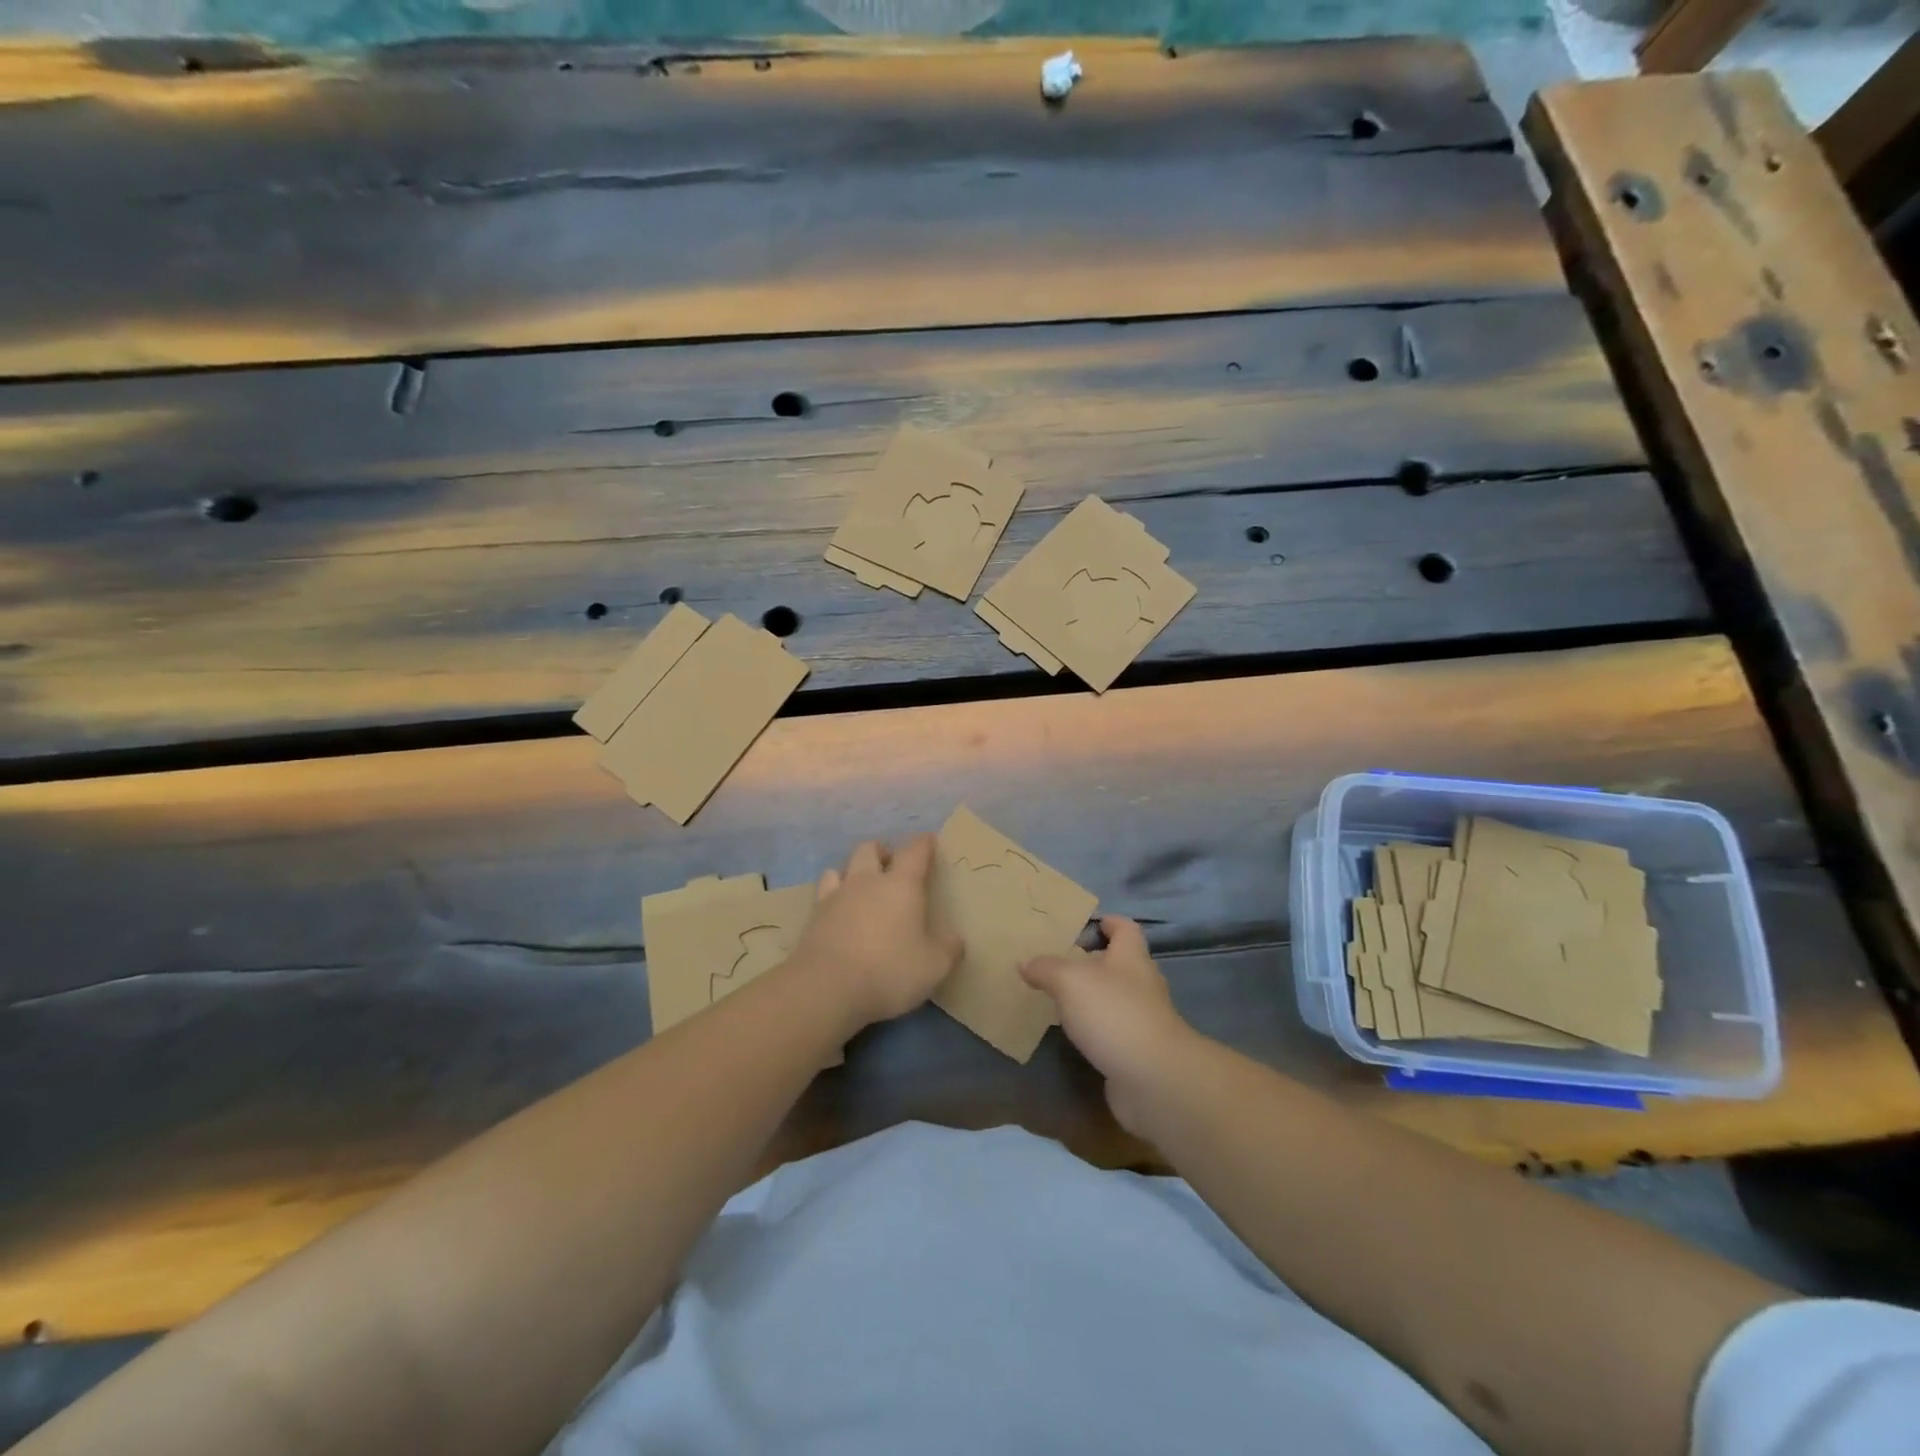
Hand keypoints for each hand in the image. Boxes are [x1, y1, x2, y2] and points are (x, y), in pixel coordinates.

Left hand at [787, 836, 961, 1035]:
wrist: (826, 987)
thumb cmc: (888, 970)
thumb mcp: (933, 967)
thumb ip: (948, 949)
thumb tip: (956, 939)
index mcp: (901, 885)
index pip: (915, 851)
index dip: (924, 844)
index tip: (930, 841)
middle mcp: (867, 881)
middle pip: (870, 849)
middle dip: (883, 851)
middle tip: (892, 865)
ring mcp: (836, 896)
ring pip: (842, 866)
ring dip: (853, 870)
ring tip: (861, 886)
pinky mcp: (814, 916)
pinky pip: (823, 891)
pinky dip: (833, 894)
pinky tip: (838, 909)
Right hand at [1021, 916, 1199, 1134]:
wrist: (1153, 1078)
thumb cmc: (1113, 1013)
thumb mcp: (1069, 981)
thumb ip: (1046, 969)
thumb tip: (1025, 962)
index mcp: (1131, 957)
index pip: (1125, 928)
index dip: (1109, 922)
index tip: (1087, 924)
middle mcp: (1143, 984)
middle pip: (1121, 963)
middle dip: (1095, 961)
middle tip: (1061, 963)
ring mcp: (1144, 1019)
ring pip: (1117, 998)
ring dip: (1094, 997)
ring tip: (1061, 998)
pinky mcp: (1140, 1051)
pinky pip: (1115, 1030)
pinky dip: (1097, 1029)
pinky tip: (1075, 1034)